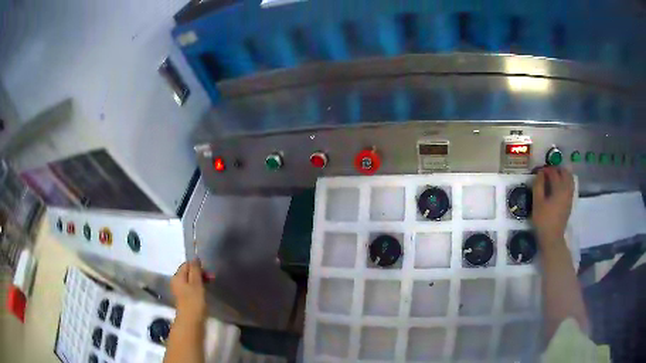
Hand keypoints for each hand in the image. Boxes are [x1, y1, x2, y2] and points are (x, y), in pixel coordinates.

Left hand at [171, 259, 206, 322]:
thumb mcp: (196, 283)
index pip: (187, 264)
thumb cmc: (193, 301)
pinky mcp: (185, 299)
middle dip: (200, 274)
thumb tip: (195, 257)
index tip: (208, 272)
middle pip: (188, 272)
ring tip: (209, 286)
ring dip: (200, 281)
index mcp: (177, 276)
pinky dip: (198, 289)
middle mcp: (177, 282)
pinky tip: (204, 294)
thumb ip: (195, 270)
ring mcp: (180, 291)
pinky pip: (191, 289)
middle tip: (212, 279)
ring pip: (191, 281)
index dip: (197, 266)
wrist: (191, 321)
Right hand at [532, 167, 574, 244]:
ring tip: (554, 178)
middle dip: (556, 169)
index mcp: (559, 188)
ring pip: (569, 178)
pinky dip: (565, 182)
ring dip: (562, 175)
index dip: (545, 169)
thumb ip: (538, 185)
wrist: (552, 238)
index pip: (553, 172)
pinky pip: (570, 186)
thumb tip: (540, 173)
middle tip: (547, 173)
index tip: (538, 171)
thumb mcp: (537, 202)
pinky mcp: (570, 202)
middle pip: (564, 172)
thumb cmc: (543, 220)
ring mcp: (570, 196)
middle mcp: (567, 189)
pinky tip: (558, 187)